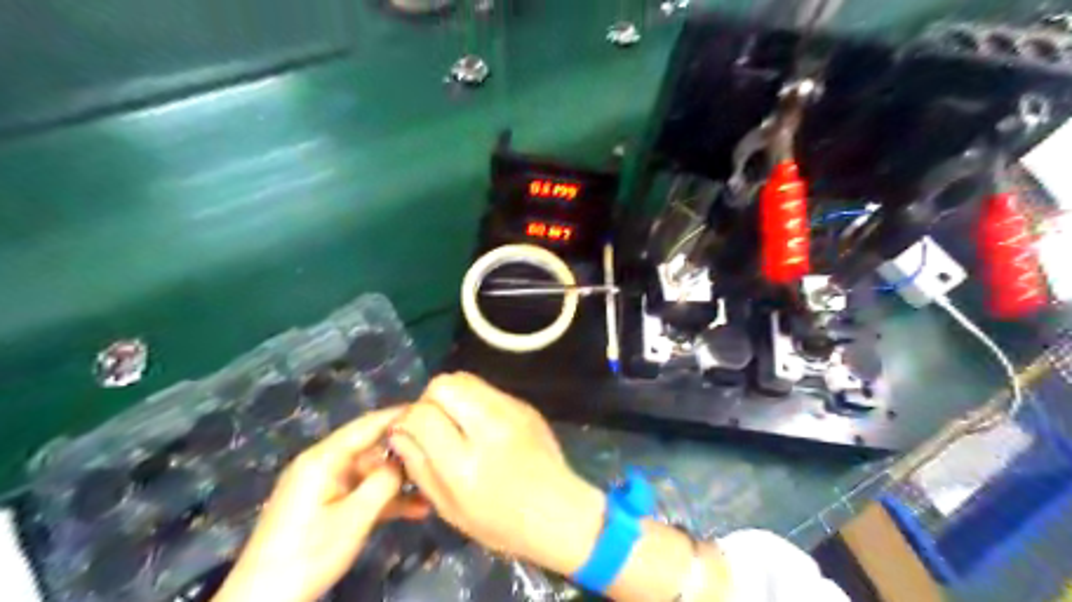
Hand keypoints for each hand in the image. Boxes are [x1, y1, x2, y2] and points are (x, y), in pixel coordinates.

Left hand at [212, 404, 429, 601]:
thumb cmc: (308, 554)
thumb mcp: (353, 518)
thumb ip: (384, 482)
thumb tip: (406, 458)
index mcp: (324, 459)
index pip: (368, 425)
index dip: (400, 415)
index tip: (432, 410)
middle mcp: (324, 465)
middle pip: (372, 448)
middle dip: (405, 452)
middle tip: (442, 453)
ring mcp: (324, 486)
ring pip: (371, 472)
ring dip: (399, 481)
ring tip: (436, 485)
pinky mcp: (326, 505)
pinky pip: (361, 492)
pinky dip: (385, 499)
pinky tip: (416, 509)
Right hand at [389, 373, 606, 574]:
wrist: (560, 511)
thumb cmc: (501, 522)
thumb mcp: (449, 508)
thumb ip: (419, 466)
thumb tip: (399, 432)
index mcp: (465, 463)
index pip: (422, 415)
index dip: (407, 419)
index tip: (408, 432)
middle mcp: (489, 427)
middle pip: (443, 385)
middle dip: (429, 400)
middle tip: (433, 424)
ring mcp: (511, 410)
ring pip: (465, 379)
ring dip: (451, 396)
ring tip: (455, 422)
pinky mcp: (524, 404)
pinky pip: (486, 388)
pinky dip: (473, 400)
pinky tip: (481, 425)